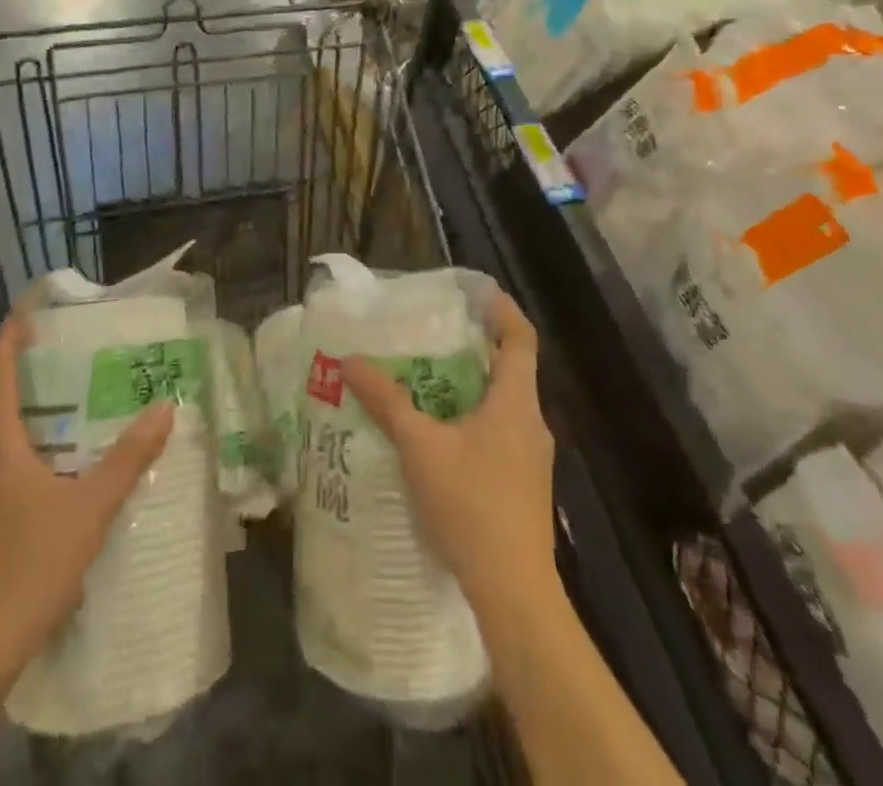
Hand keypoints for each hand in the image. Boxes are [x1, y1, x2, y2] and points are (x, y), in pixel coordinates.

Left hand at [0, 313, 175, 677]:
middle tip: (76, 342)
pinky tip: (71, 451)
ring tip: (81, 388)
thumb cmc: (31, 562)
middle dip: (32, 363)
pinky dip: (38, 436)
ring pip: (6, 427)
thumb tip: (164, 407)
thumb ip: (129, 456)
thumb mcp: (91, 505)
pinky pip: (12, 455)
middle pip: (0, 394)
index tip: (35, 306)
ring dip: (36, 402)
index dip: (12, 334)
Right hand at [345, 292, 556, 618]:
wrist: (513, 591)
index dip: (502, 310)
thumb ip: (387, 401)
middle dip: (475, 347)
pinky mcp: (523, 484)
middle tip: (434, 333)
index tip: (477, 292)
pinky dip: (473, 418)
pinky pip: (500, 432)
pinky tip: (440, 435)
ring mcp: (532, 457)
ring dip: (472, 386)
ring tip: (429, 379)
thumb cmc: (471, 505)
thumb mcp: (420, 447)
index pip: (520, 339)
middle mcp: (531, 422)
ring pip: (504, 403)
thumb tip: (350, 360)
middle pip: (510, 368)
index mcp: (516, 402)